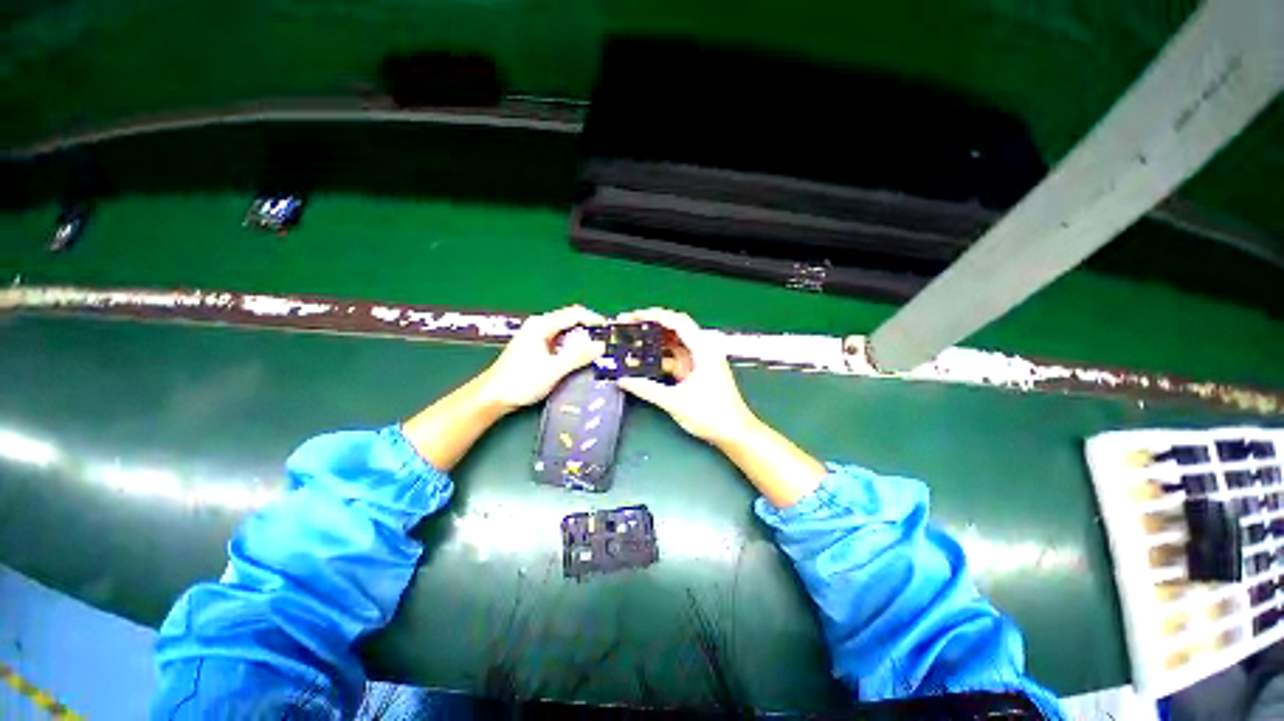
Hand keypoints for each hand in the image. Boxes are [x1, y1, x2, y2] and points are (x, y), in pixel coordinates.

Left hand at [479, 305, 606, 411]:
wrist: (494, 396)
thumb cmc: (521, 381)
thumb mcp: (554, 369)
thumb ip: (578, 356)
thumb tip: (601, 346)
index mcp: (542, 325)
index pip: (574, 314)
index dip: (594, 320)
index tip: (609, 332)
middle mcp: (540, 326)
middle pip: (571, 321)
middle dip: (589, 331)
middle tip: (605, 344)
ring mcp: (537, 337)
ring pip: (566, 333)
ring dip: (582, 341)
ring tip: (597, 352)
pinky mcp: (537, 348)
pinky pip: (561, 342)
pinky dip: (573, 348)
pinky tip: (581, 359)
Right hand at [614, 308, 756, 445]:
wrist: (734, 432)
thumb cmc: (711, 415)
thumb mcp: (675, 401)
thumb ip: (647, 389)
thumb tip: (623, 380)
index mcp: (704, 350)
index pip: (677, 322)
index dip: (654, 316)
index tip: (633, 316)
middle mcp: (703, 349)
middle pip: (675, 328)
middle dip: (652, 324)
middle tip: (629, 324)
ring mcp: (699, 360)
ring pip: (674, 343)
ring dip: (655, 340)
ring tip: (632, 339)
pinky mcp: (696, 371)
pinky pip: (675, 357)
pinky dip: (660, 356)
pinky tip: (644, 359)